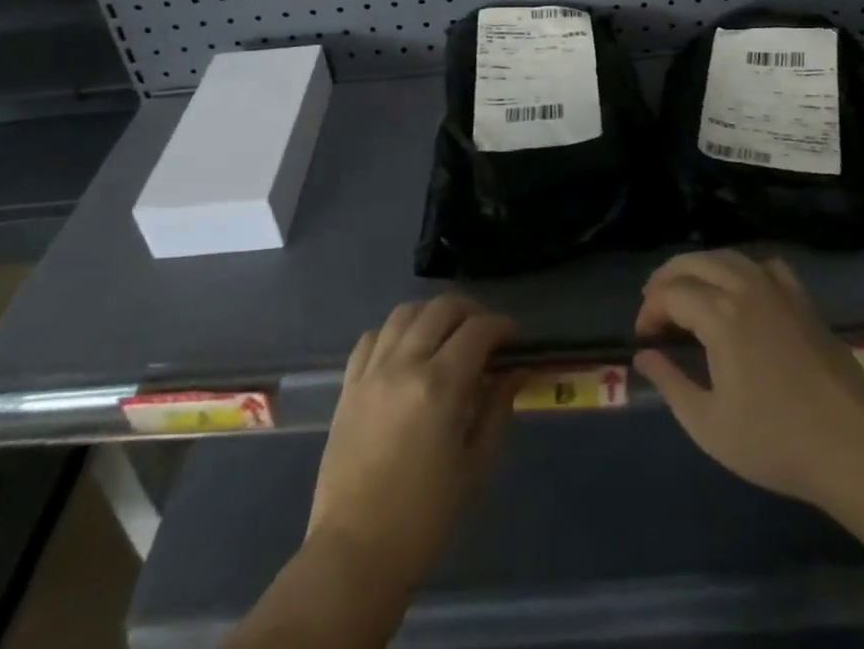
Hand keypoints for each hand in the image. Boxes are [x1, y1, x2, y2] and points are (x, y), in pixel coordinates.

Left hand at [307, 295, 519, 590]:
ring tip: (446, 333)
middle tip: (485, 332)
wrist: (355, 554)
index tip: (513, 338)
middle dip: (470, 311)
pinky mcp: (348, 386)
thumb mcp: (475, 466)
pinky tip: (405, 350)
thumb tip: (515, 373)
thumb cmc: (425, 518)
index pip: (478, 331)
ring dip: (432, 314)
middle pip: (441, 309)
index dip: (501, 326)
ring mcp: (372, 371)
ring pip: (405, 313)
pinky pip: (372, 337)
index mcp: (440, 386)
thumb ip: (497, 410)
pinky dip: (394, 332)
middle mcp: (405, 365)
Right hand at [633, 251, 863, 511]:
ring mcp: (777, 289)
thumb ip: (671, 384)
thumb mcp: (709, 425)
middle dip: (667, 278)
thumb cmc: (776, 441)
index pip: (670, 294)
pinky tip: (739, 288)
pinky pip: (764, 265)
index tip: (644, 338)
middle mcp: (745, 288)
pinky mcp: (802, 299)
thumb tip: (643, 357)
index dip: (650, 310)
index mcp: (720, 315)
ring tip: (686, 290)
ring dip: (699, 267)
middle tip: (653, 304)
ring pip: (728, 257)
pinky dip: (742, 268)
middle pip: (695, 262)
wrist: (853, 447)